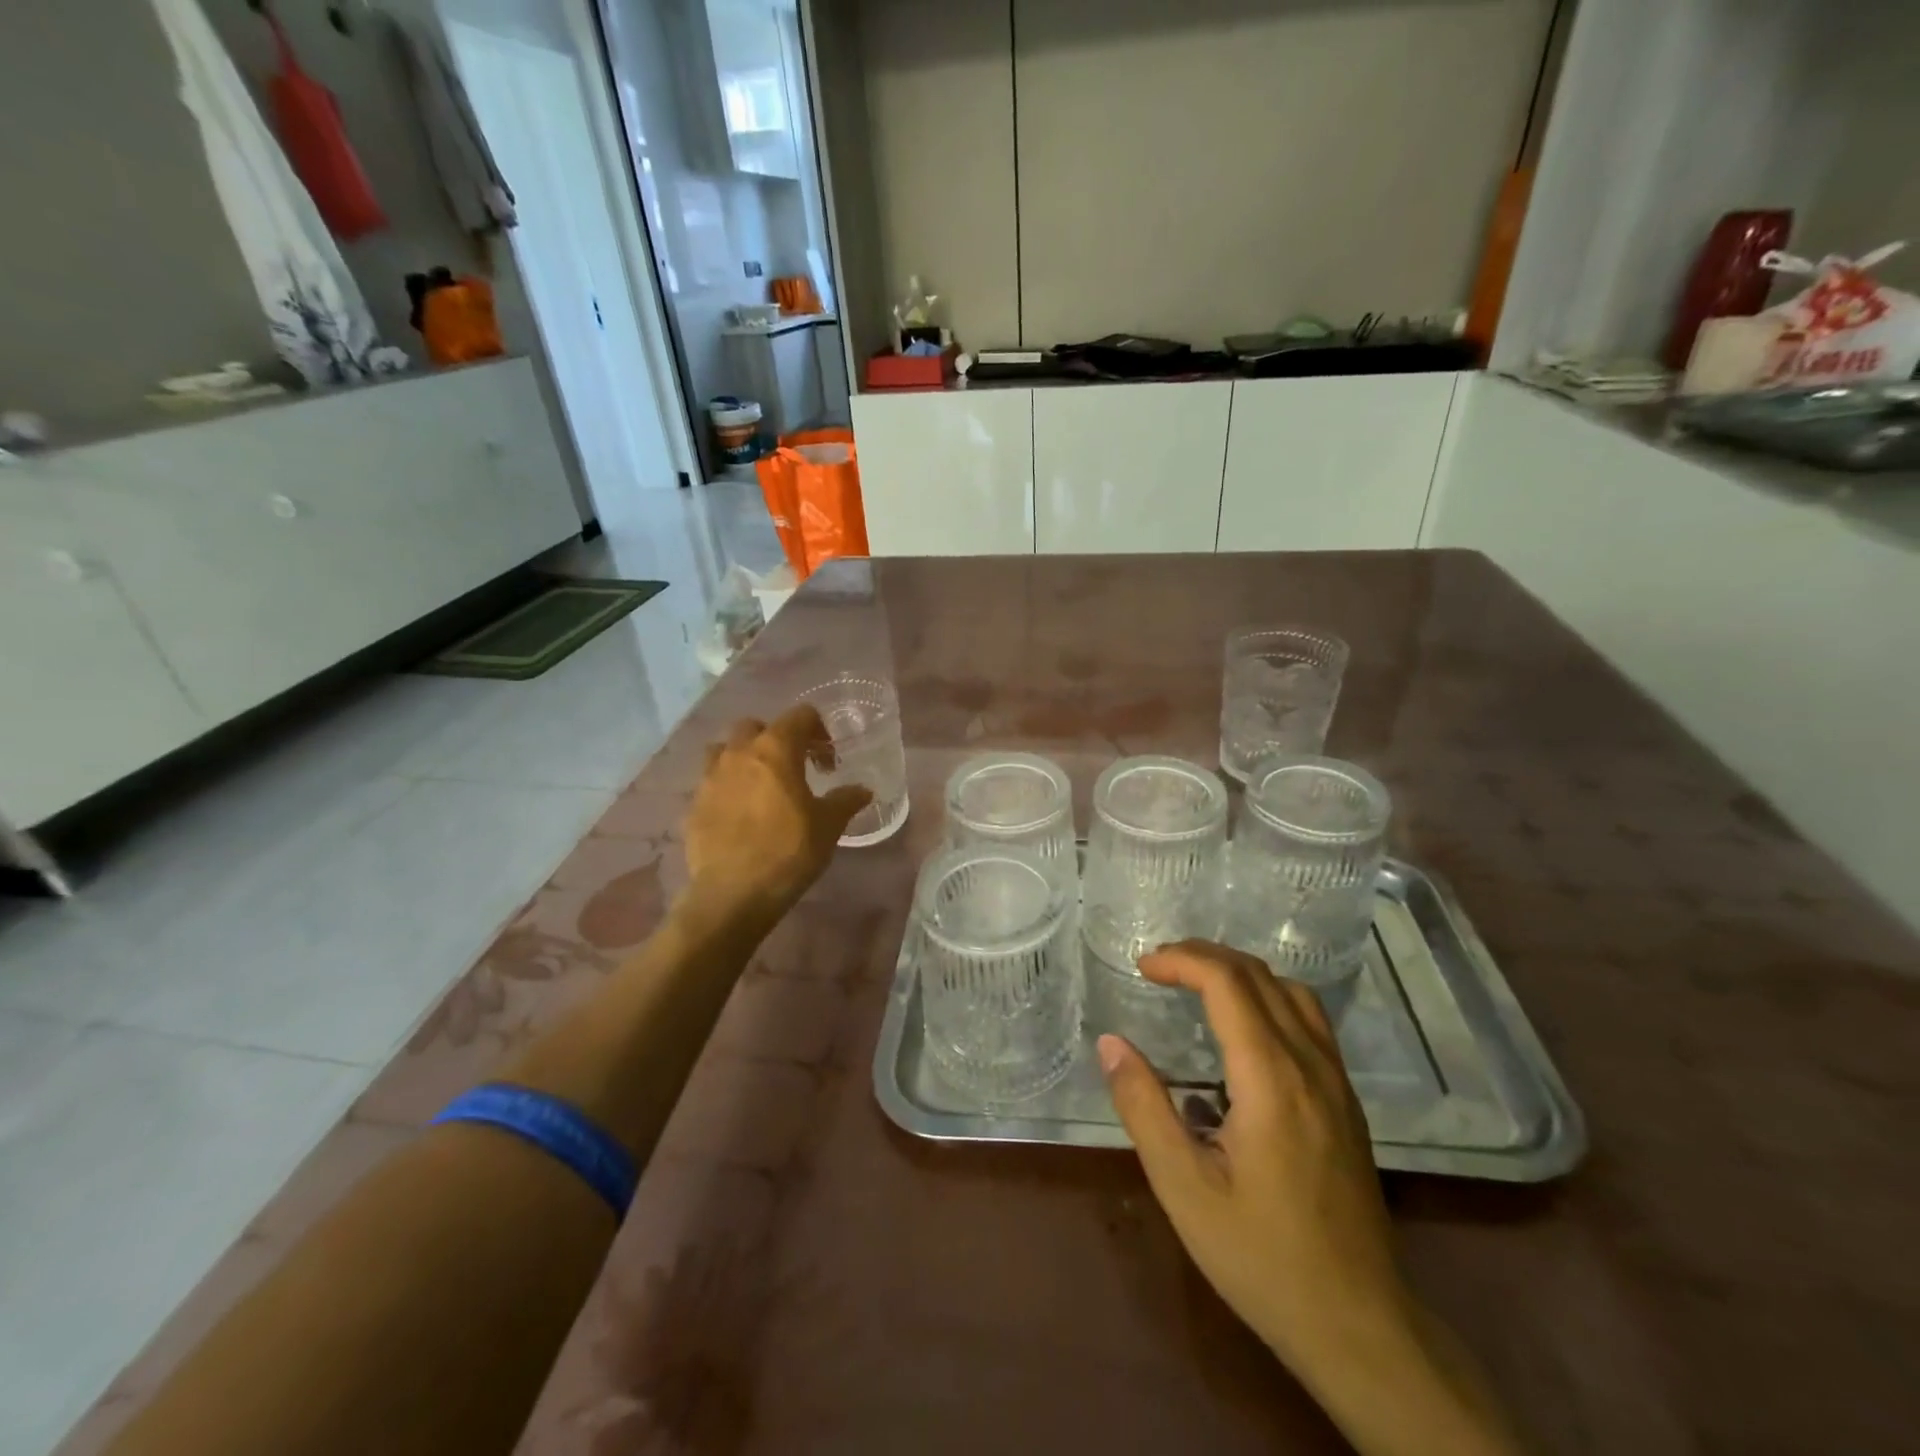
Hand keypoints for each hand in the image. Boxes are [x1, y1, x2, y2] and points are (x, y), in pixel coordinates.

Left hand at [682, 707, 871, 919]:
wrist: (733, 893)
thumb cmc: (789, 851)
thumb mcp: (828, 825)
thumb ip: (846, 800)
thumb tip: (863, 790)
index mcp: (775, 749)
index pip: (800, 715)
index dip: (819, 731)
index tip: (828, 761)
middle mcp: (739, 753)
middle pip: (757, 726)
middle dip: (778, 739)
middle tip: (795, 767)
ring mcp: (710, 777)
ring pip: (727, 749)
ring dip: (746, 757)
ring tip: (762, 785)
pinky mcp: (694, 804)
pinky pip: (712, 781)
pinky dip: (729, 786)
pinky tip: (742, 814)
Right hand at [1097, 941, 1406, 1373]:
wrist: (1360, 1326)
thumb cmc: (1262, 1257)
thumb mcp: (1184, 1188)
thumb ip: (1144, 1107)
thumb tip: (1111, 1043)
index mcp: (1271, 1078)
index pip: (1228, 982)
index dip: (1182, 960)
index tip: (1142, 967)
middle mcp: (1310, 1065)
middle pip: (1259, 975)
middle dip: (1204, 957)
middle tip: (1158, 967)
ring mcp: (1336, 1082)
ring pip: (1291, 992)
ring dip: (1239, 972)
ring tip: (1196, 984)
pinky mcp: (1346, 1102)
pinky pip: (1308, 1021)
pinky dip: (1267, 997)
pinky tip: (1241, 1030)